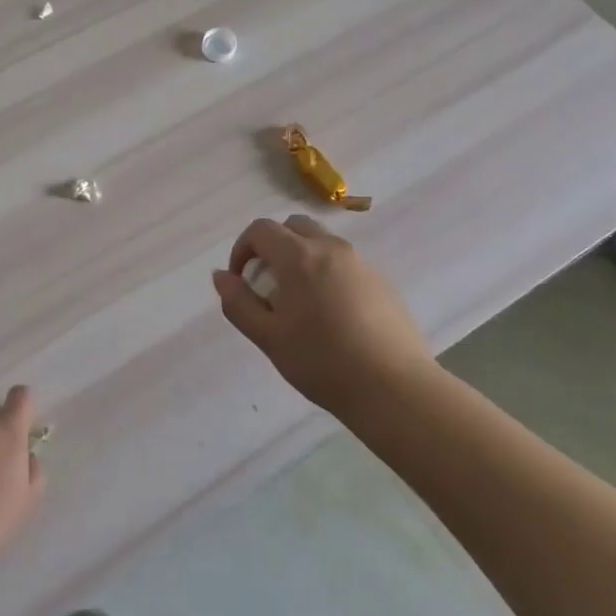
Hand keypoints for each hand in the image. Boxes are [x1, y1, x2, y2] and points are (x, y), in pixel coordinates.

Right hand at [211, 215, 432, 414]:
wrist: (394, 388)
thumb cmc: (321, 362)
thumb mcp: (268, 337)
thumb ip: (238, 302)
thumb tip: (221, 276)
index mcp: (298, 257)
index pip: (261, 229)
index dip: (242, 249)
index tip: (241, 280)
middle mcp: (331, 249)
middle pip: (293, 226)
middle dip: (272, 246)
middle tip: (268, 285)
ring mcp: (361, 263)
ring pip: (322, 243)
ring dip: (301, 258)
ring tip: (300, 302)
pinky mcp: (382, 282)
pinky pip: (345, 264)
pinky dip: (327, 274)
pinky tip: (332, 316)